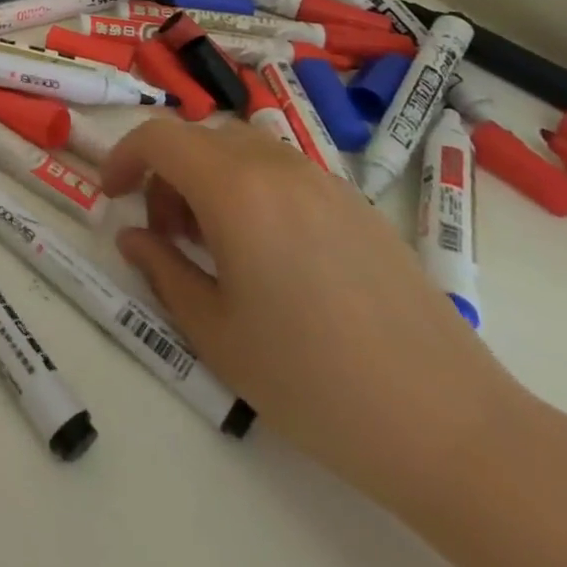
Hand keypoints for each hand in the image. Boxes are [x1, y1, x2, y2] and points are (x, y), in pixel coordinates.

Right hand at [101, 117, 527, 509]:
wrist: (453, 429)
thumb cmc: (314, 382)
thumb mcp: (215, 331)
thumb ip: (162, 270)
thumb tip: (132, 237)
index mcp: (235, 190)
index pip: (159, 137)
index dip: (123, 156)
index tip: (113, 197)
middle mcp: (278, 168)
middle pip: (199, 139)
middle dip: (166, 174)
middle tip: (166, 234)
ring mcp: (325, 183)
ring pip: (242, 150)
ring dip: (209, 179)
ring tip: (216, 245)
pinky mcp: (359, 207)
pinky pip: (284, 172)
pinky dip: (252, 189)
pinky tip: (270, 256)